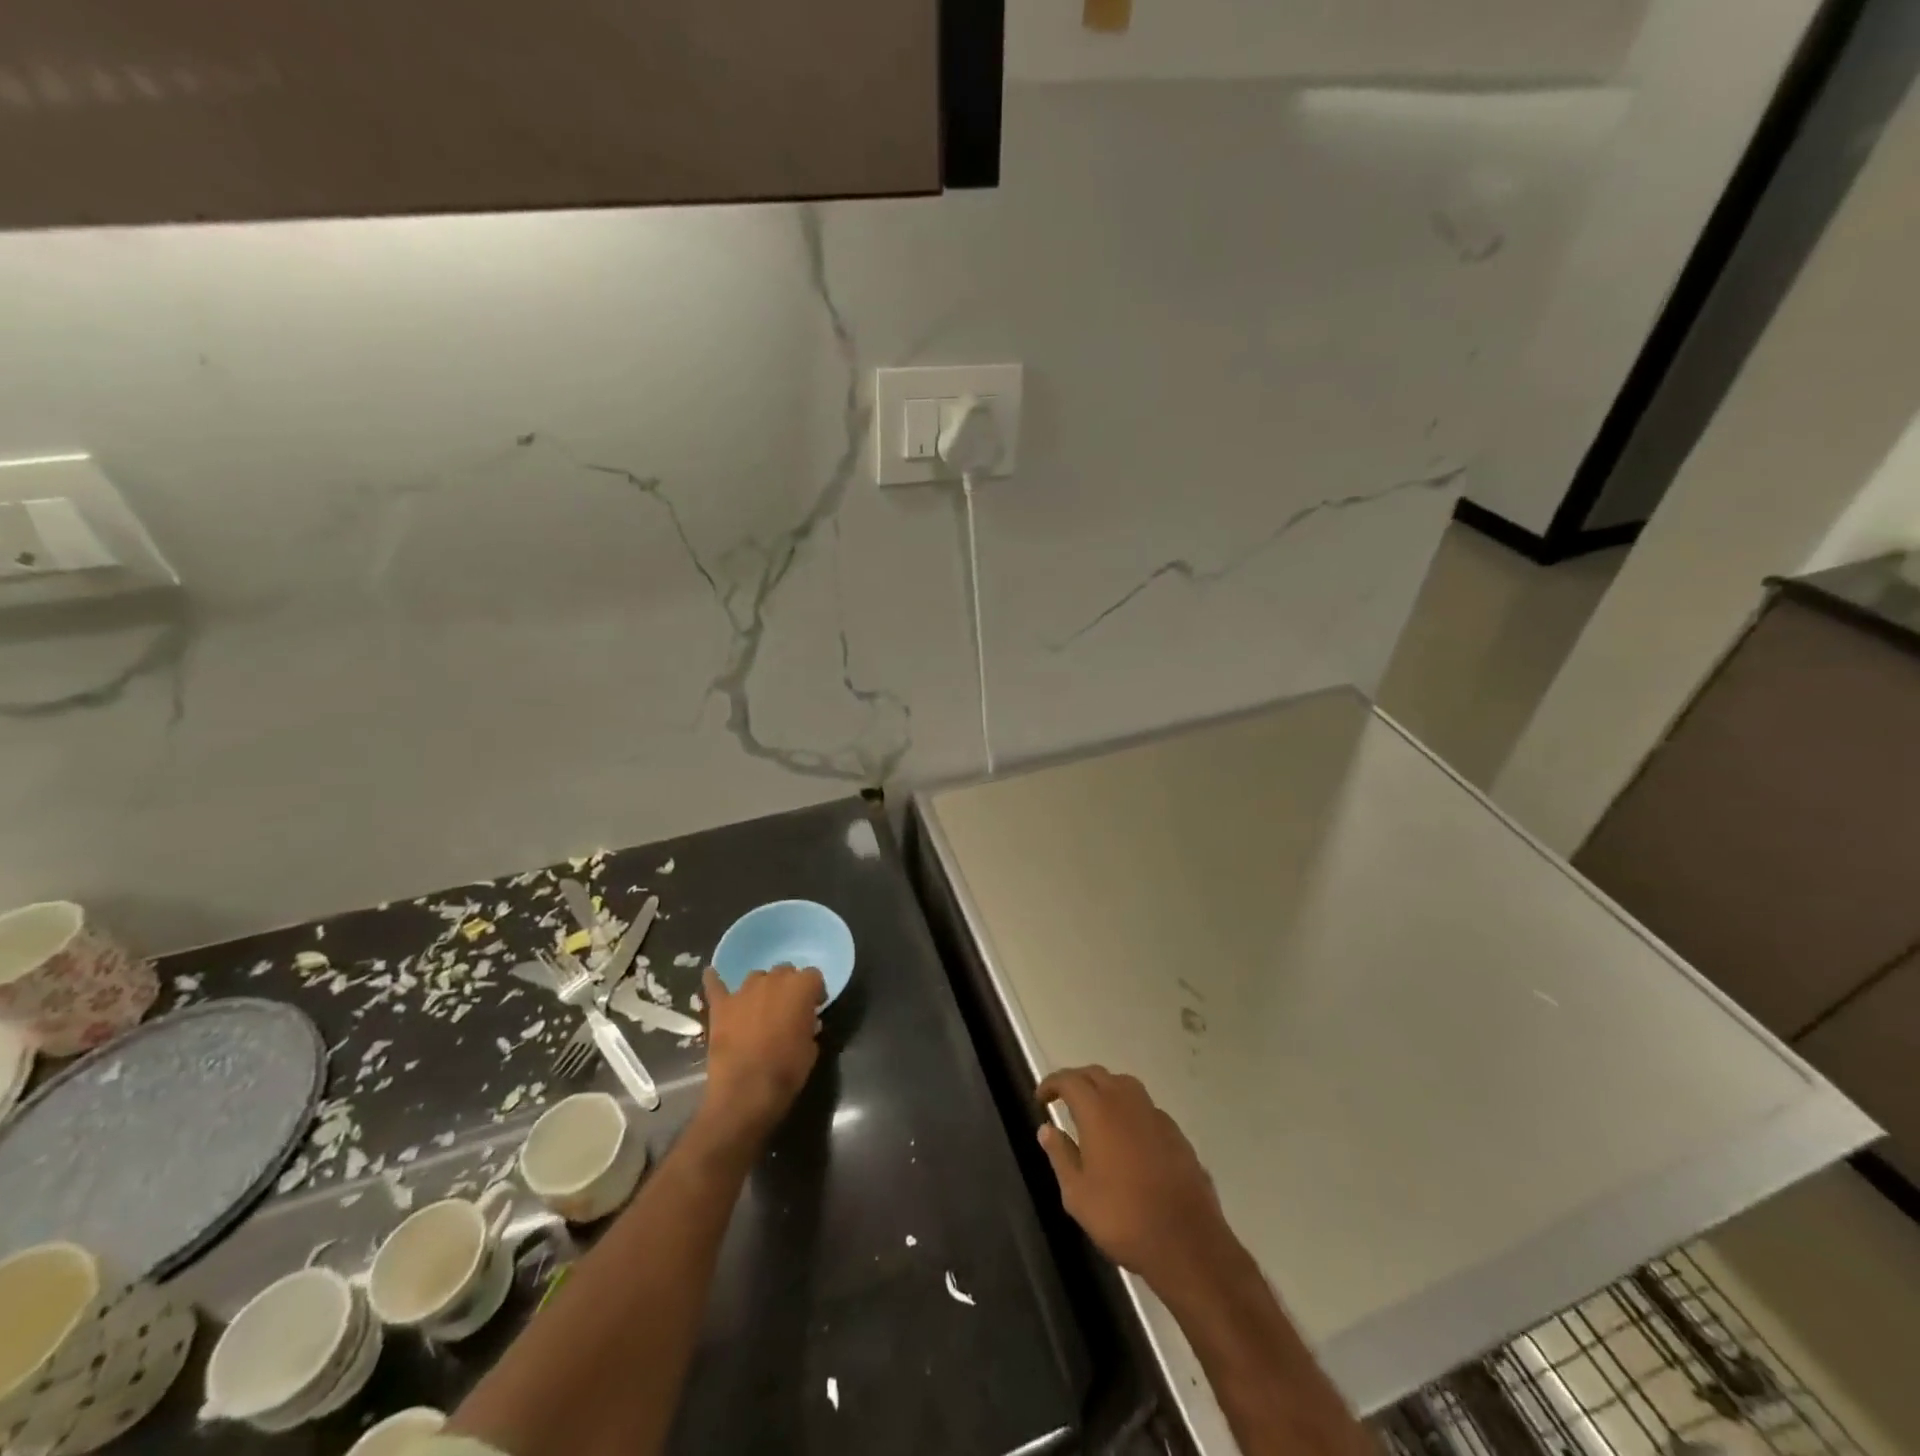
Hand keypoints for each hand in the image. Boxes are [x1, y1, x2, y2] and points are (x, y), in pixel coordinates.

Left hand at [697, 964, 825, 1143]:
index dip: (814, 992)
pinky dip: (714, 980)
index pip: (814, 976)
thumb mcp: (811, 1049)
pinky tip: (711, 975)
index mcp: (801, 987)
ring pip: (756, 977)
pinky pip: (715, 985)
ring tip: (760, 1006)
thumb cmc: (787, 1071)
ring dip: (761, 988)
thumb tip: (804, 1023)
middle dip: (788, 986)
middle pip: (785, 971)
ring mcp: (744, 991)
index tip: (814, 1008)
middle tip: (787, 1009)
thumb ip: (809, 1026)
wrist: (746, 1092)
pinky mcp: (721, 1006)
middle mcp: (773, 980)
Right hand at [1036, 1066, 1231, 1290]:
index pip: (1070, 1080)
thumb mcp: (1077, 1194)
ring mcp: (1155, 1115)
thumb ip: (1060, 1155)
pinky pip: (1144, 1108)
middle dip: (1076, 1081)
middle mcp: (1127, 1102)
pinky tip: (1126, 1137)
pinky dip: (1128, 1110)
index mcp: (1098, 1111)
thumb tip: (1046, 1129)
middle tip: (1062, 1100)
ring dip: (1104, 1089)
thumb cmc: (1123, 1218)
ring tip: (1093, 1113)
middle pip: (1097, 1074)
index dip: (1052, 1084)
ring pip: (1124, 1085)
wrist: (1187, 1242)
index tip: (1040, 1098)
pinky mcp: (1176, 1133)